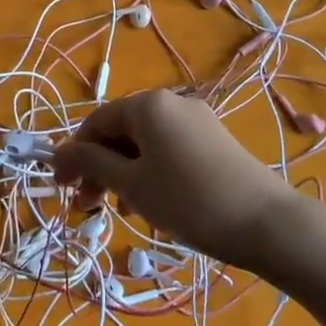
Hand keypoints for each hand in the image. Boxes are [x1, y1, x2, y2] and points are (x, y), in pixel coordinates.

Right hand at [51, 90, 303, 271]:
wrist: (267, 223)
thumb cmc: (188, 200)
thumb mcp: (131, 184)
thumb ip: (91, 164)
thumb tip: (57, 154)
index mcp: (147, 104)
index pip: (95, 122)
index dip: (73, 155)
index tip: (61, 190)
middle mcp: (171, 102)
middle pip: (120, 132)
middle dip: (98, 167)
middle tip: (86, 207)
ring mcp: (196, 120)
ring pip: (144, 144)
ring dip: (123, 173)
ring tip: (119, 210)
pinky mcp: (214, 141)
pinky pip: (168, 150)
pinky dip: (150, 172)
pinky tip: (151, 203)